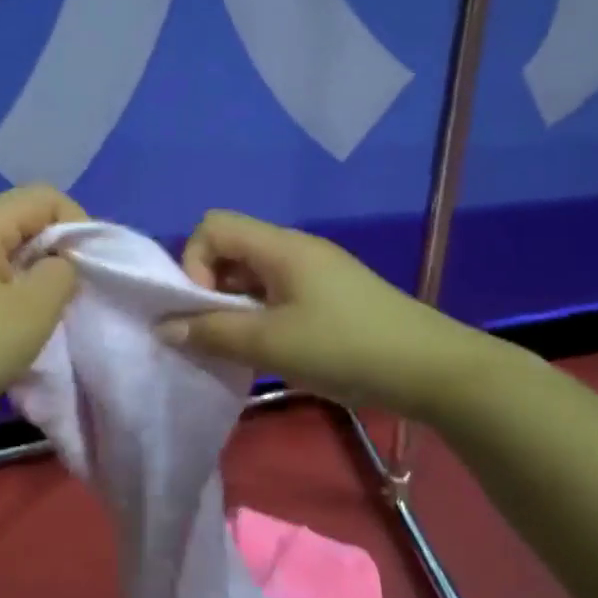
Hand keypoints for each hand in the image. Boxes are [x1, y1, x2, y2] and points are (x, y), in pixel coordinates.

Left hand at [0, 185, 84, 443]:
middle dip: (55, 251)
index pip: (43, 196)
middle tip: (69, 295)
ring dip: (30, 276)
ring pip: (0, 251)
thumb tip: (58, 263)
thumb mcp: (33, 312)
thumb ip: (62, 274)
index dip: (78, 222)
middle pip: (20, 220)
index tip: (90, 267)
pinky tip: (4, 328)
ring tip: (39, 315)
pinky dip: (4, 292)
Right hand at [168, 210, 486, 421]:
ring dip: (235, 308)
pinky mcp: (330, 296)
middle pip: (231, 249)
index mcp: (280, 247)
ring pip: (253, 276)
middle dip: (210, 289)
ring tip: (242, 348)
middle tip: (218, 334)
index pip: (213, 226)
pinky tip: (272, 351)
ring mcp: (315, 272)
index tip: (206, 308)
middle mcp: (295, 249)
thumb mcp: (271, 344)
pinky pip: (276, 294)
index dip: (194, 262)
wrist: (433, 370)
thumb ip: (213, 333)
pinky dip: (260, 317)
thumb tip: (164, 328)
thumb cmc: (346, 348)